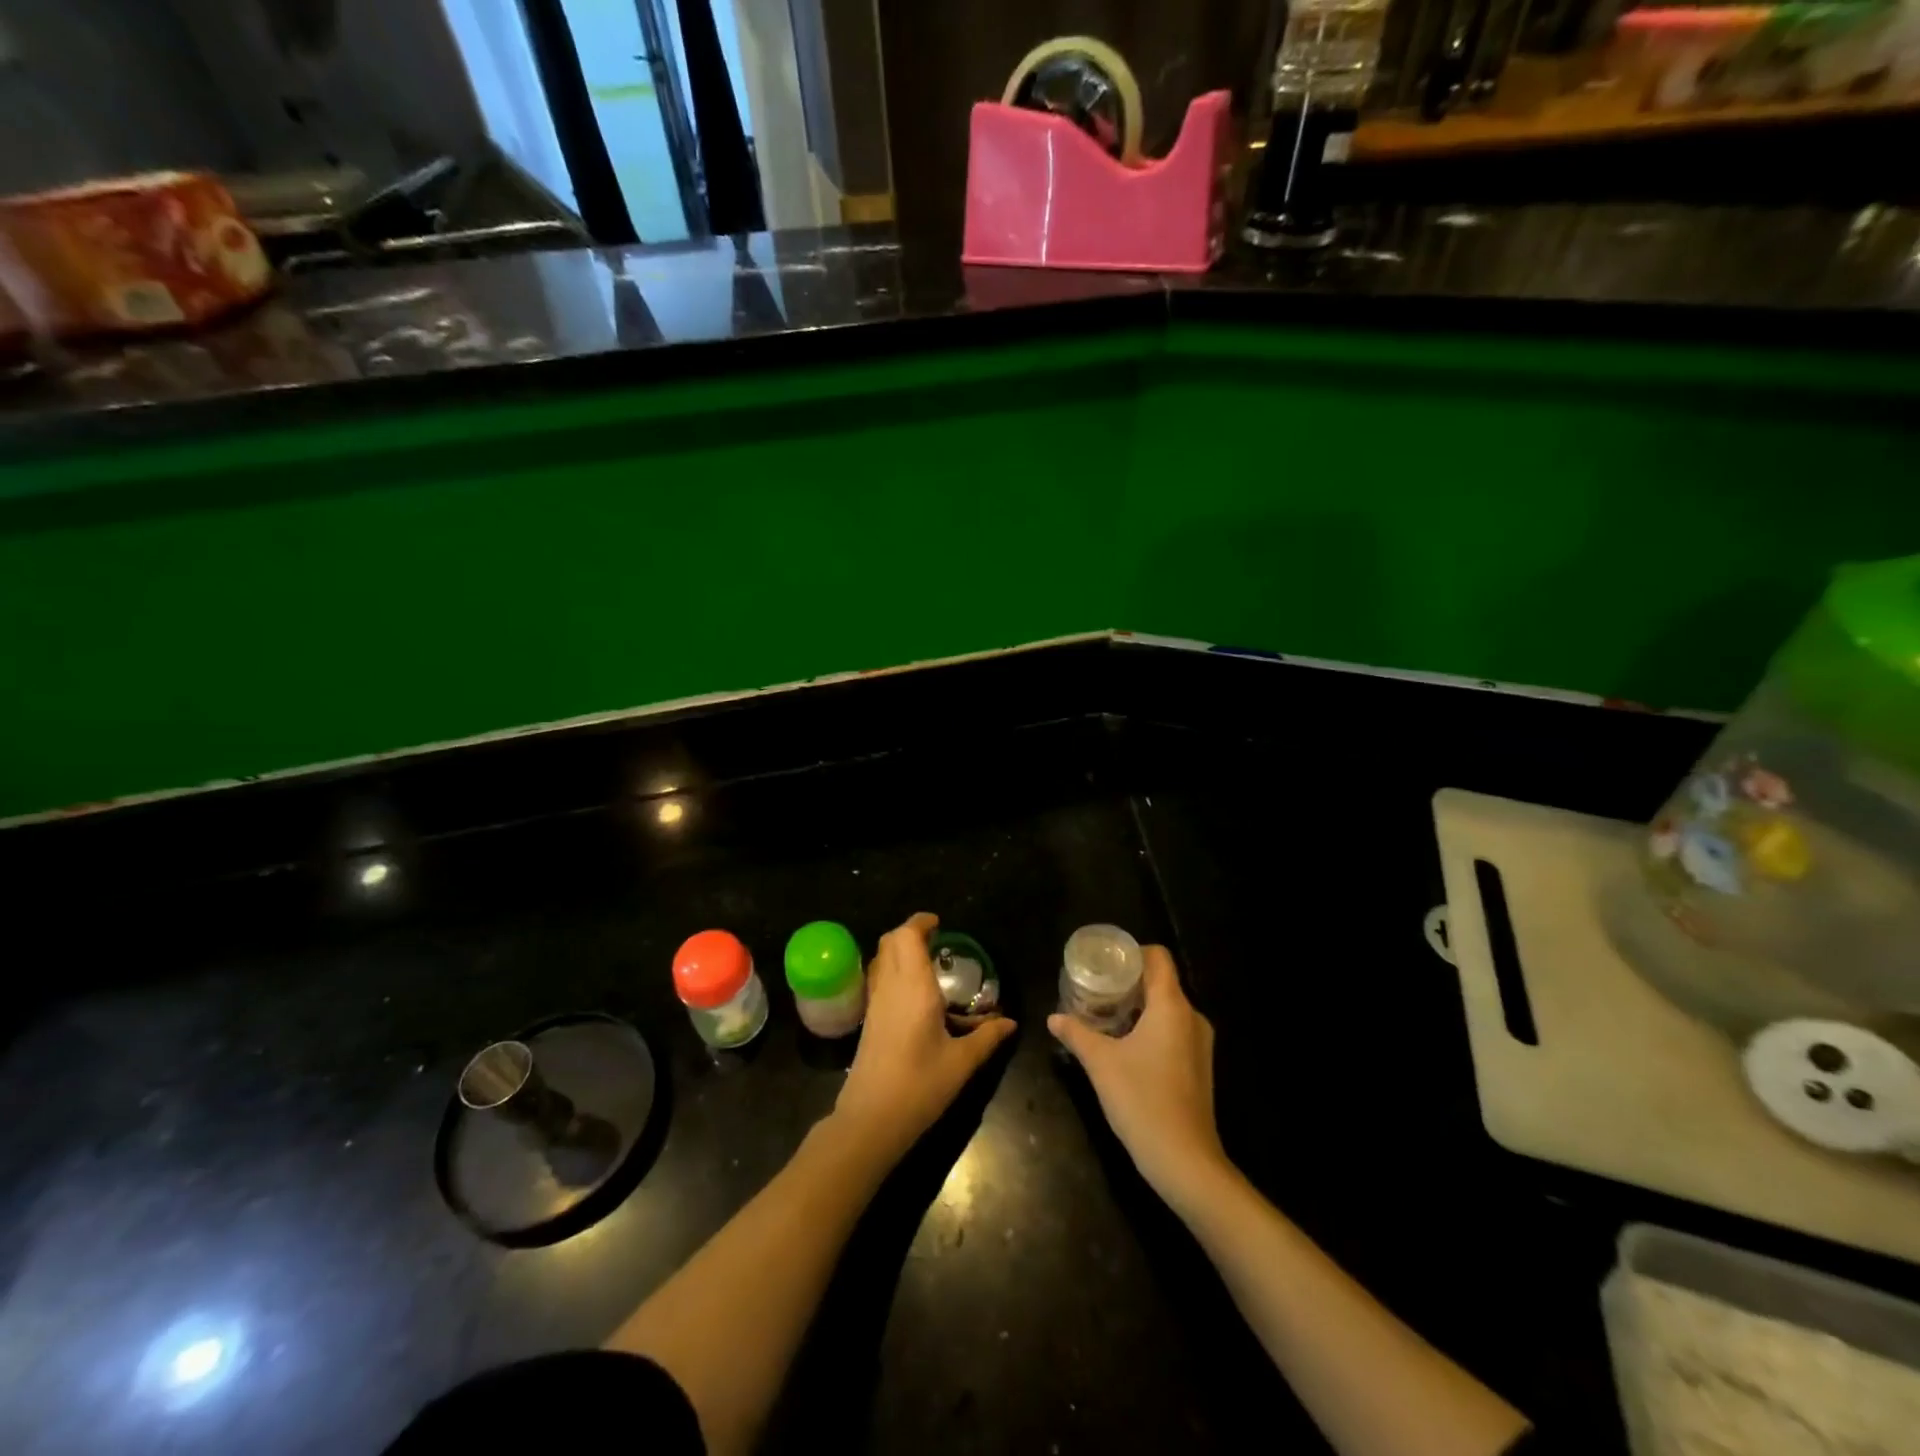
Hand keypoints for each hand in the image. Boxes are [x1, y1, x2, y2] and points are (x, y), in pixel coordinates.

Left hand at [832, 913, 1017, 1164]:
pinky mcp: (869, 1020)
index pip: (907, 936)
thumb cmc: (919, 1086)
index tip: (940, 924)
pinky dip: (894, 971)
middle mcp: (890, 987)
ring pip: (881, 959)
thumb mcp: (961, 1063)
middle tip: (936, 942)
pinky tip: (916, 995)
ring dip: (900, 951)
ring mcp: (875, 1003)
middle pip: (889, 941)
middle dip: (910, 933)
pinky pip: (879, 979)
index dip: (921, 922)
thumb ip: (986, 1038)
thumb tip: (1010, 1022)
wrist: (870, 1120)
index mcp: (913, 988)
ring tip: (928, 965)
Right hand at [1048, 946, 1231, 1210]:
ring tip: (1105, 1014)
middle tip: (1095, 988)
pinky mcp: (1198, 1066)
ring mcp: (1199, 1043)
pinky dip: (1150, 1027)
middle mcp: (1191, 1017)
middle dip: (1128, 981)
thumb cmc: (1142, 1100)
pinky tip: (1125, 1044)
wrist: (1185, 1161)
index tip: (1104, 962)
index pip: (1158, 958)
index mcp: (1172, 1006)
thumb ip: (1076, 1034)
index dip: (1131, 953)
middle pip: (1161, 982)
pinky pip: (1173, 1030)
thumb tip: (1053, 1018)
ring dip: (1138, 1006)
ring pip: (1167, 1008)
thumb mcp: (1100, 1063)